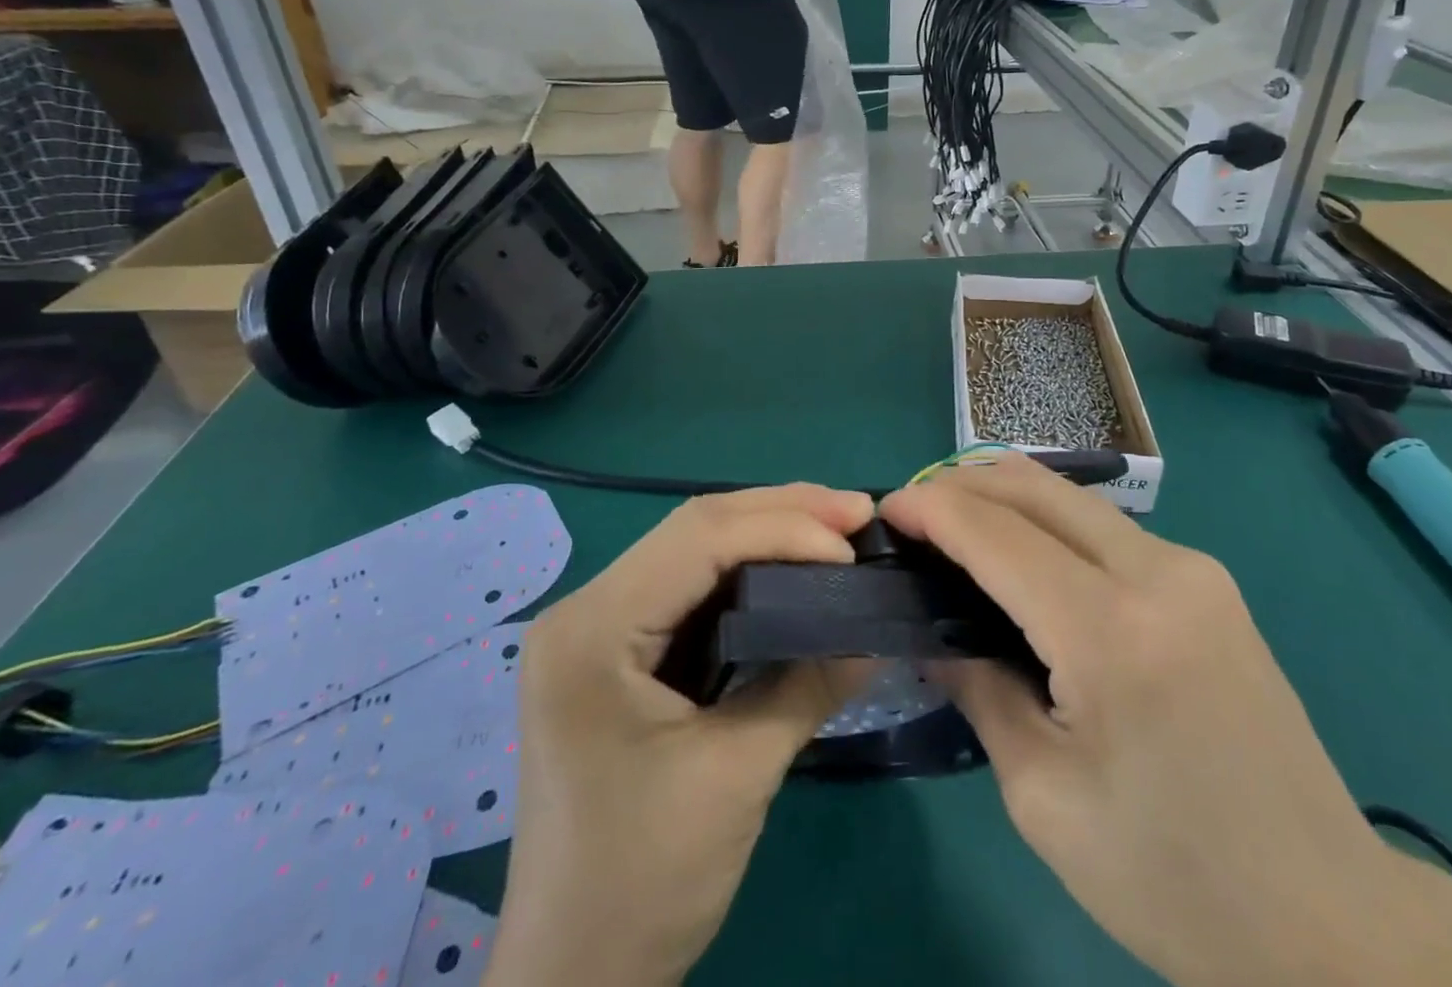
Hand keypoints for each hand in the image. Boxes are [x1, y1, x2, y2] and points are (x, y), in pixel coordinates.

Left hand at [489, 486, 874, 986]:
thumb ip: (808, 685)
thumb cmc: (643, 883)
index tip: (851, 547)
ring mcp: (597, 627)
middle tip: (855, 512)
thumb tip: (878, 630)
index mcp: (593, 628)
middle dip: (781, 512)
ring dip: (768, 533)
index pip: (699, 541)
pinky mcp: (617, 651)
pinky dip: (747, 572)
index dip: (782, 529)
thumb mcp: (737, 776)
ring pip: (695, 550)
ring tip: (836, 528)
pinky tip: (792, 568)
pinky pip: (690, 588)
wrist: (573, 982)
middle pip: (695, 529)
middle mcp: (586, 608)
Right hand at [881, 453, 1451, 986]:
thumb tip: (934, 632)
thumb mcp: (1045, 798)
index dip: (932, 508)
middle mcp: (1159, 573)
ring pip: (1072, 496)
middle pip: (1036, 487)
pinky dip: (1048, 521)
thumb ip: (980, 689)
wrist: (1331, 923)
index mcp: (1112, 632)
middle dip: (963, 484)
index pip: (997, 533)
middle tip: (914, 513)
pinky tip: (1023, 555)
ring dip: (1005, 495)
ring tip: (957, 528)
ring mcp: (1194, 569)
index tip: (885, 509)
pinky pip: (1105, 525)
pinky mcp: (1209, 581)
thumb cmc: (1173, 878)